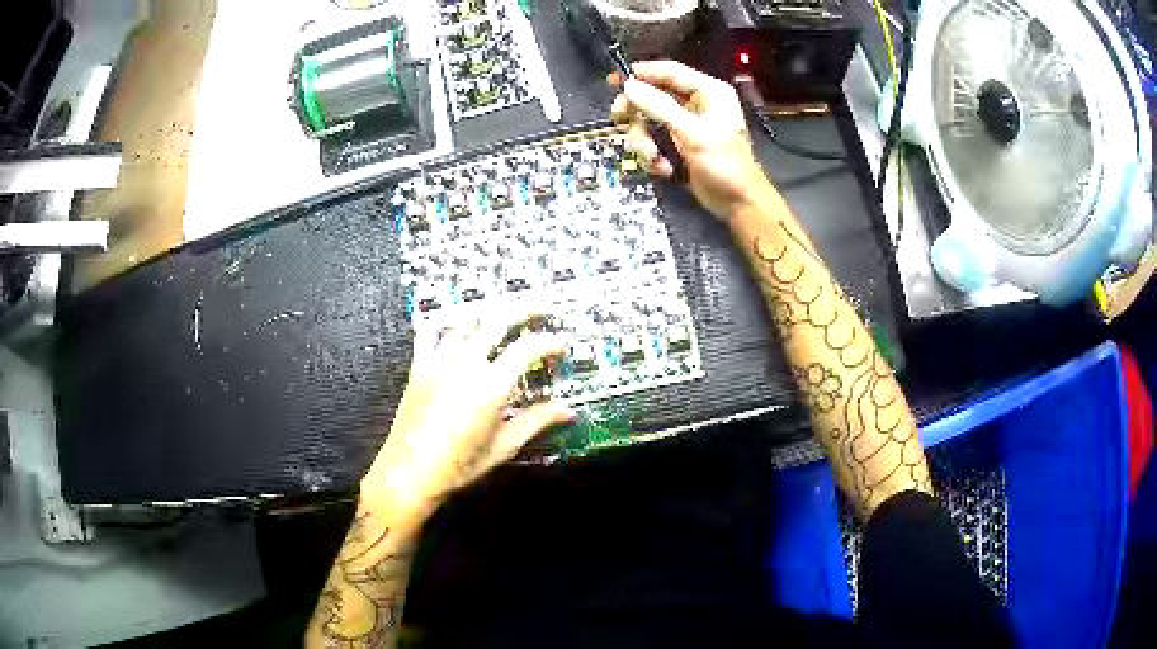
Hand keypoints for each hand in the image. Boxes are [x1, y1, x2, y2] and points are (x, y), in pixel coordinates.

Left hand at [360, 313, 574, 518]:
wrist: (409, 472)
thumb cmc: (460, 465)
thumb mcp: (504, 447)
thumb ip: (536, 422)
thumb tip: (568, 411)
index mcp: (491, 384)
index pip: (528, 348)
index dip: (549, 342)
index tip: (562, 345)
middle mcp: (466, 362)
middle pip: (498, 319)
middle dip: (524, 309)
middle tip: (542, 309)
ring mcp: (439, 359)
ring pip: (467, 320)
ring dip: (489, 313)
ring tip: (504, 314)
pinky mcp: (419, 365)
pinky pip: (431, 331)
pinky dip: (446, 321)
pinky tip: (455, 322)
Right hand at [609, 61, 773, 218]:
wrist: (738, 202)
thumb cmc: (723, 164)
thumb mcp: (691, 132)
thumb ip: (659, 106)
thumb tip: (629, 86)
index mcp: (708, 91)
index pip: (669, 71)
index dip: (641, 73)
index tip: (613, 80)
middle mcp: (697, 103)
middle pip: (653, 96)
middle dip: (638, 115)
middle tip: (621, 121)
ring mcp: (687, 124)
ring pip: (649, 121)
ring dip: (645, 141)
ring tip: (654, 158)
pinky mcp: (679, 144)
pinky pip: (654, 140)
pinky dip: (654, 156)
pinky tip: (664, 169)